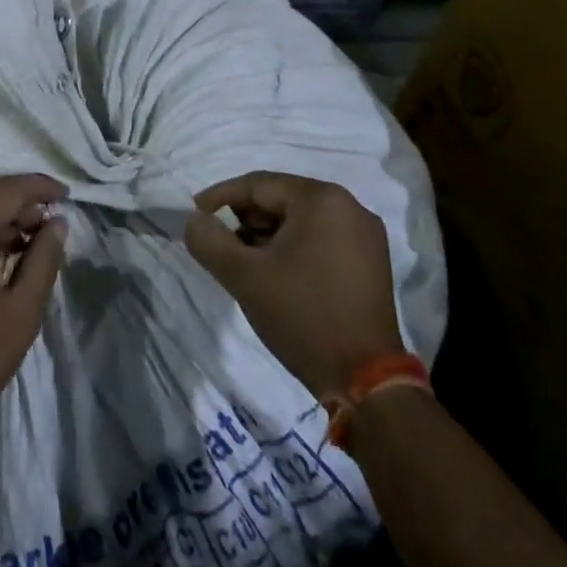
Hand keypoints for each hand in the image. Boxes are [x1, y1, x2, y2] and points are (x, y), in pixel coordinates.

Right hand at [184, 172, 403, 400]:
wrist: (366, 382)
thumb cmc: (302, 316)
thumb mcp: (244, 276)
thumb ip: (209, 240)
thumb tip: (194, 219)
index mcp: (322, 199)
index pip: (258, 184)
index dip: (220, 197)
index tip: (195, 215)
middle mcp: (349, 206)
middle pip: (281, 198)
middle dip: (244, 217)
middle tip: (218, 242)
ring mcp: (365, 234)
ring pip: (300, 219)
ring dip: (267, 233)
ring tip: (242, 260)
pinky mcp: (372, 260)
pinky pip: (321, 237)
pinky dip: (293, 246)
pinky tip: (275, 270)